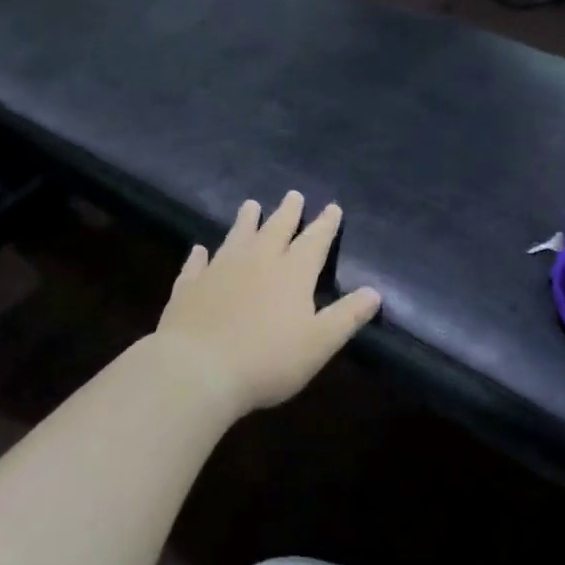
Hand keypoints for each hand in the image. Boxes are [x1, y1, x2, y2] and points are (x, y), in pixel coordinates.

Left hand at [153, 192, 382, 414]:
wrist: (198, 369)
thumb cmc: (268, 360)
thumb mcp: (319, 343)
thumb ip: (347, 316)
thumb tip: (375, 292)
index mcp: (292, 273)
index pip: (314, 241)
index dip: (325, 225)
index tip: (332, 207)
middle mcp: (257, 262)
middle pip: (276, 229)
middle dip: (288, 212)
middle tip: (293, 195)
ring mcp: (220, 271)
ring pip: (237, 237)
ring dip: (246, 220)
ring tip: (251, 204)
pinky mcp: (189, 287)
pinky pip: (196, 265)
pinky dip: (200, 256)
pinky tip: (199, 250)